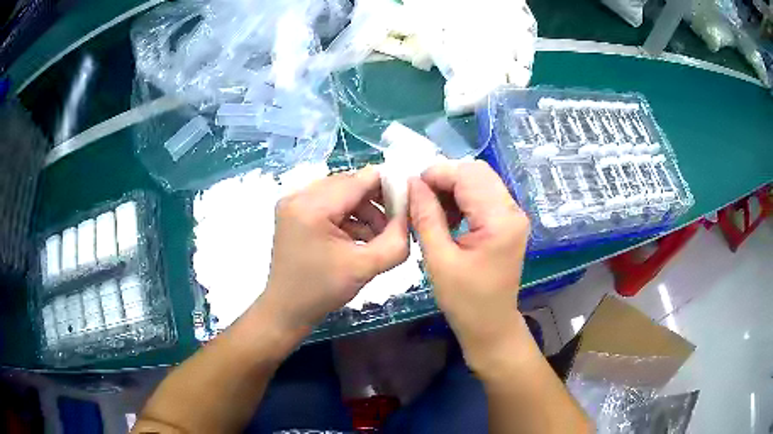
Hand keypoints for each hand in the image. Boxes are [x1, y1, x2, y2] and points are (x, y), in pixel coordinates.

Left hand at [259, 167, 408, 331]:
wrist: (287, 310)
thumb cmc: (322, 291)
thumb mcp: (366, 267)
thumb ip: (396, 238)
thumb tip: (410, 213)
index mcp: (312, 206)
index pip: (359, 180)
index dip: (388, 186)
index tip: (409, 203)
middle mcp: (298, 195)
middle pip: (350, 184)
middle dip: (375, 202)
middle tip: (394, 224)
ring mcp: (293, 202)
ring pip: (340, 193)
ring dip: (363, 210)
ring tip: (377, 236)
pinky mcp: (294, 212)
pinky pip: (328, 203)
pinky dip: (347, 216)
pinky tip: (360, 237)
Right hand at [408, 161, 529, 362]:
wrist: (491, 325)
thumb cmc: (464, 300)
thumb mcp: (439, 259)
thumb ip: (426, 216)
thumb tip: (413, 183)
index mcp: (499, 220)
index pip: (467, 175)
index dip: (436, 174)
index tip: (410, 189)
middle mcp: (512, 211)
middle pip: (477, 172)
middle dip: (444, 178)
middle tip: (420, 199)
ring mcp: (513, 215)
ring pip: (480, 180)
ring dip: (453, 187)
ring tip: (431, 210)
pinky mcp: (508, 222)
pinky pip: (484, 195)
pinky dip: (463, 198)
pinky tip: (448, 217)